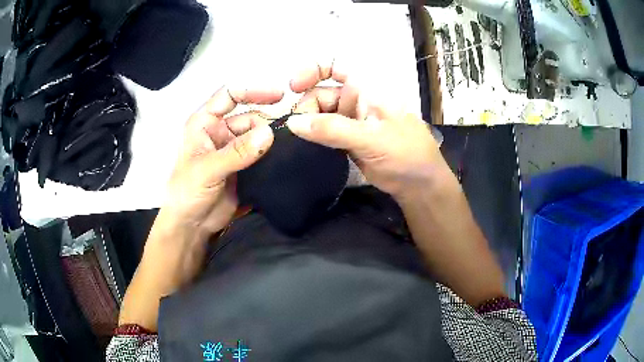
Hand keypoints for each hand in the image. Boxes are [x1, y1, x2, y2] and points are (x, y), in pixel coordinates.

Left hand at [119, 86, 281, 330]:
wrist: (192, 225)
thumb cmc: (187, 192)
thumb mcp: (208, 169)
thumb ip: (237, 152)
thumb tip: (270, 133)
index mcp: (205, 123)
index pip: (229, 95)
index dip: (252, 91)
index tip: (279, 96)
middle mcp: (220, 131)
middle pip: (249, 117)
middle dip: (266, 123)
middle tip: (285, 136)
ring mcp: (233, 149)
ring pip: (258, 135)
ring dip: (271, 140)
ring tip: (288, 147)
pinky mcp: (244, 166)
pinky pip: (262, 153)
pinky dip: (273, 154)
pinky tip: (285, 157)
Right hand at [287, 62, 449, 200]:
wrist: (418, 183)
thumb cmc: (405, 153)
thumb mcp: (371, 138)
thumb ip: (332, 129)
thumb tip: (292, 123)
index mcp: (367, 87)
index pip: (335, 64)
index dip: (312, 69)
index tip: (294, 86)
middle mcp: (357, 98)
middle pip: (320, 92)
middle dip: (305, 107)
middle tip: (296, 130)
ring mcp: (351, 119)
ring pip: (319, 114)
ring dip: (307, 124)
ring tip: (298, 141)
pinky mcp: (347, 139)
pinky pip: (323, 132)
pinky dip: (312, 137)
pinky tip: (303, 145)